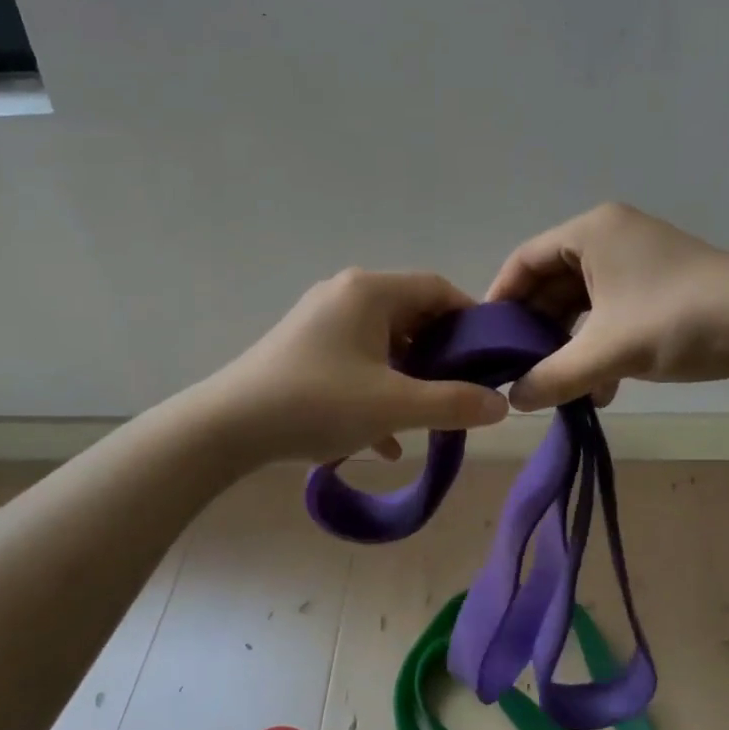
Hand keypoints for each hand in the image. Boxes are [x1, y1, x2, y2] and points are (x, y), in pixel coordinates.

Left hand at [202, 269, 510, 463]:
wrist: (226, 427)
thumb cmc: (316, 403)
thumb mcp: (393, 406)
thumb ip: (453, 404)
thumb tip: (502, 405)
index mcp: (370, 291)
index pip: (437, 289)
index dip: (470, 321)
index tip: (489, 359)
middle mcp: (346, 295)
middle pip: (410, 316)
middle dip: (439, 356)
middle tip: (461, 392)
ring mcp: (321, 321)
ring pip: (383, 344)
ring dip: (408, 379)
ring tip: (427, 418)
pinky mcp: (304, 349)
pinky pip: (355, 362)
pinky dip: (375, 391)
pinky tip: (384, 440)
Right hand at [486, 203, 728, 410]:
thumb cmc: (679, 320)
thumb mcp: (608, 351)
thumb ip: (553, 376)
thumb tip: (513, 400)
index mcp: (591, 231)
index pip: (524, 260)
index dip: (500, 300)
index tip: (485, 341)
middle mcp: (610, 237)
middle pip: (552, 283)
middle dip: (537, 330)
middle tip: (518, 370)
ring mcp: (636, 262)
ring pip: (582, 304)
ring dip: (570, 346)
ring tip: (559, 387)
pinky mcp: (658, 287)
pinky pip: (610, 313)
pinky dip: (599, 347)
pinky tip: (602, 389)